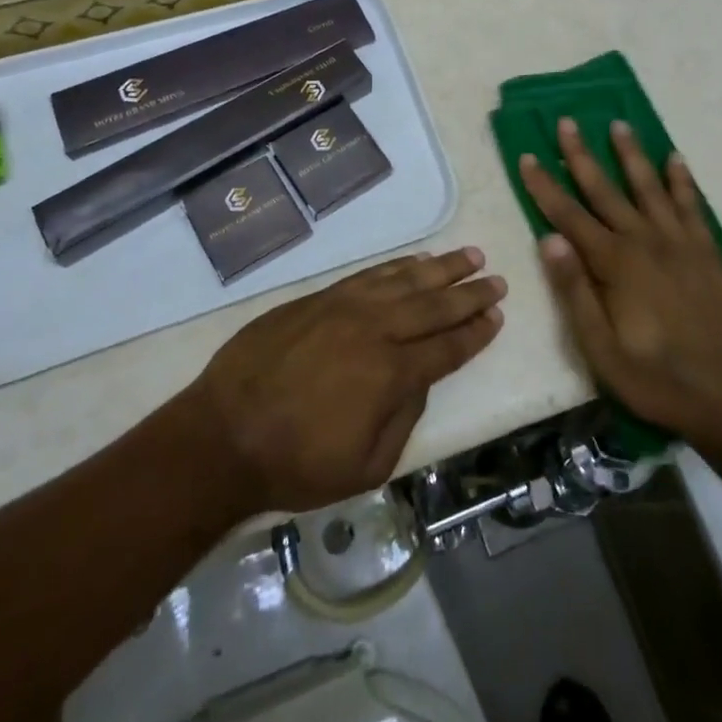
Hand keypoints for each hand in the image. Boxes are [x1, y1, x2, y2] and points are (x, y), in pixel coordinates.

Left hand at [186, 248, 506, 513]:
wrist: (224, 434)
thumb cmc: (296, 463)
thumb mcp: (365, 466)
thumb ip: (403, 418)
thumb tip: (420, 379)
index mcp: (390, 373)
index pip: (447, 347)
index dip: (475, 332)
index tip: (497, 316)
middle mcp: (375, 329)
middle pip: (433, 305)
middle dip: (469, 293)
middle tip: (496, 279)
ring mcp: (345, 306)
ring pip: (404, 280)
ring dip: (440, 268)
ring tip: (468, 256)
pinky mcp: (320, 297)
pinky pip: (369, 275)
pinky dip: (397, 267)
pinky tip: (414, 261)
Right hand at [520, 119, 721, 450]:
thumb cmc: (658, 378)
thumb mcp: (602, 350)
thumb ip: (575, 292)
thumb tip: (549, 239)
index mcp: (615, 264)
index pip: (569, 216)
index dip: (545, 186)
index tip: (527, 156)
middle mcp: (645, 241)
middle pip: (606, 190)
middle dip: (582, 155)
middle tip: (567, 122)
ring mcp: (680, 243)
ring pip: (649, 187)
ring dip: (631, 155)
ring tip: (619, 124)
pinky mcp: (707, 252)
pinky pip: (692, 206)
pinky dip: (682, 181)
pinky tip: (676, 159)